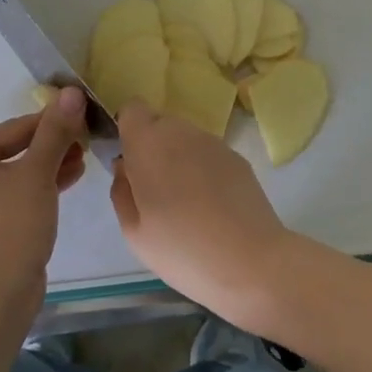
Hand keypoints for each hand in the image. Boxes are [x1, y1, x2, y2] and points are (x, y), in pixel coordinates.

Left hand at [0, 88, 87, 285]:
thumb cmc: (11, 219)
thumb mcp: (37, 171)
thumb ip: (55, 131)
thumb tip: (71, 92)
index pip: (11, 130)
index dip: (49, 122)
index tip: (80, 115)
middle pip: (12, 152)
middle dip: (51, 146)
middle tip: (85, 140)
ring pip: (16, 176)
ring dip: (49, 167)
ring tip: (83, 159)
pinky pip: (15, 197)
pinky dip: (40, 189)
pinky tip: (70, 179)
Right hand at [109, 102, 295, 327]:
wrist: (250, 262)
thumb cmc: (181, 249)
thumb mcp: (133, 231)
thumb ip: (121, 190)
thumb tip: (125, 167)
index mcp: (148, 144)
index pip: (132, 110)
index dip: (128, 130)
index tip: (129, 161)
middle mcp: (181, 133)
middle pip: (159, 123)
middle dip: (152, 146)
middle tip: (154, 189)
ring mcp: (214, 143)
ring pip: (185, 138)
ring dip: (178, 158)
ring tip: (184, 201)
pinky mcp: (238, 158)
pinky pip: (208, 154)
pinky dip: (203, 169)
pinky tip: (210, 205)